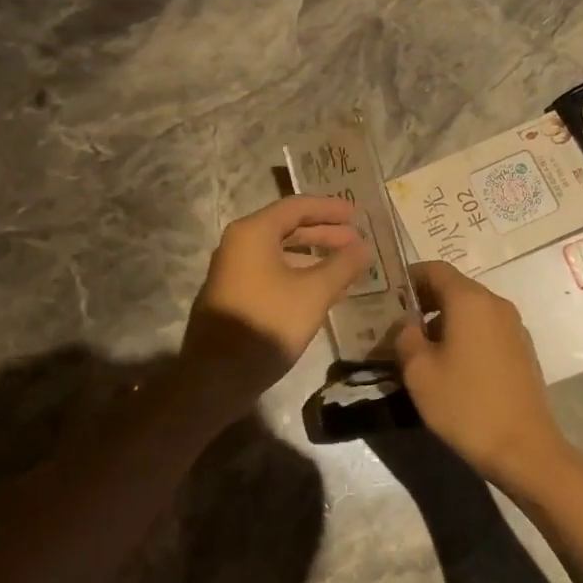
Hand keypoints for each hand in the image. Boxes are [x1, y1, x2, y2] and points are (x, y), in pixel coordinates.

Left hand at [181, 196, 373, 412]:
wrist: (218, 375)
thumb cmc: (268, 323)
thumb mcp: (314, 293)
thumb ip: (342, 265)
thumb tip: (364, 247)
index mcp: (253, 232)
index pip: (296, 206)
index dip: (330, 209)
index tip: (357, 215)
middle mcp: (238, 244)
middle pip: (287, 228)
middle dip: (324, 233)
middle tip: (357, 241)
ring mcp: (233, 271)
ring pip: (280, 253)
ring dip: (313, 257)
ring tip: (345, 267)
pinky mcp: (234, 295)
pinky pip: (271, 273)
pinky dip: (298, 274)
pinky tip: (322, 292)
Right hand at [391, 261, 580, 497]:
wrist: (523, 448)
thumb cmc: (465, 404)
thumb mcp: (419, 371)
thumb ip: (405, 337)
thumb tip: (406, 326)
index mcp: (470, 300)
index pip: (435, 269)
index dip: (409, 276)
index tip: (387, 294)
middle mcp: (496, 304)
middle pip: (454, 287)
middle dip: (424, 300)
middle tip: (396, 323)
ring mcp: (513, 327)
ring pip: (471, 309)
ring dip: (443, 319)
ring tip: (419, 347)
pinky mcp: (521, 349)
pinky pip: (485, 328)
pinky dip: (464, 334)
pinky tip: (449, 364)